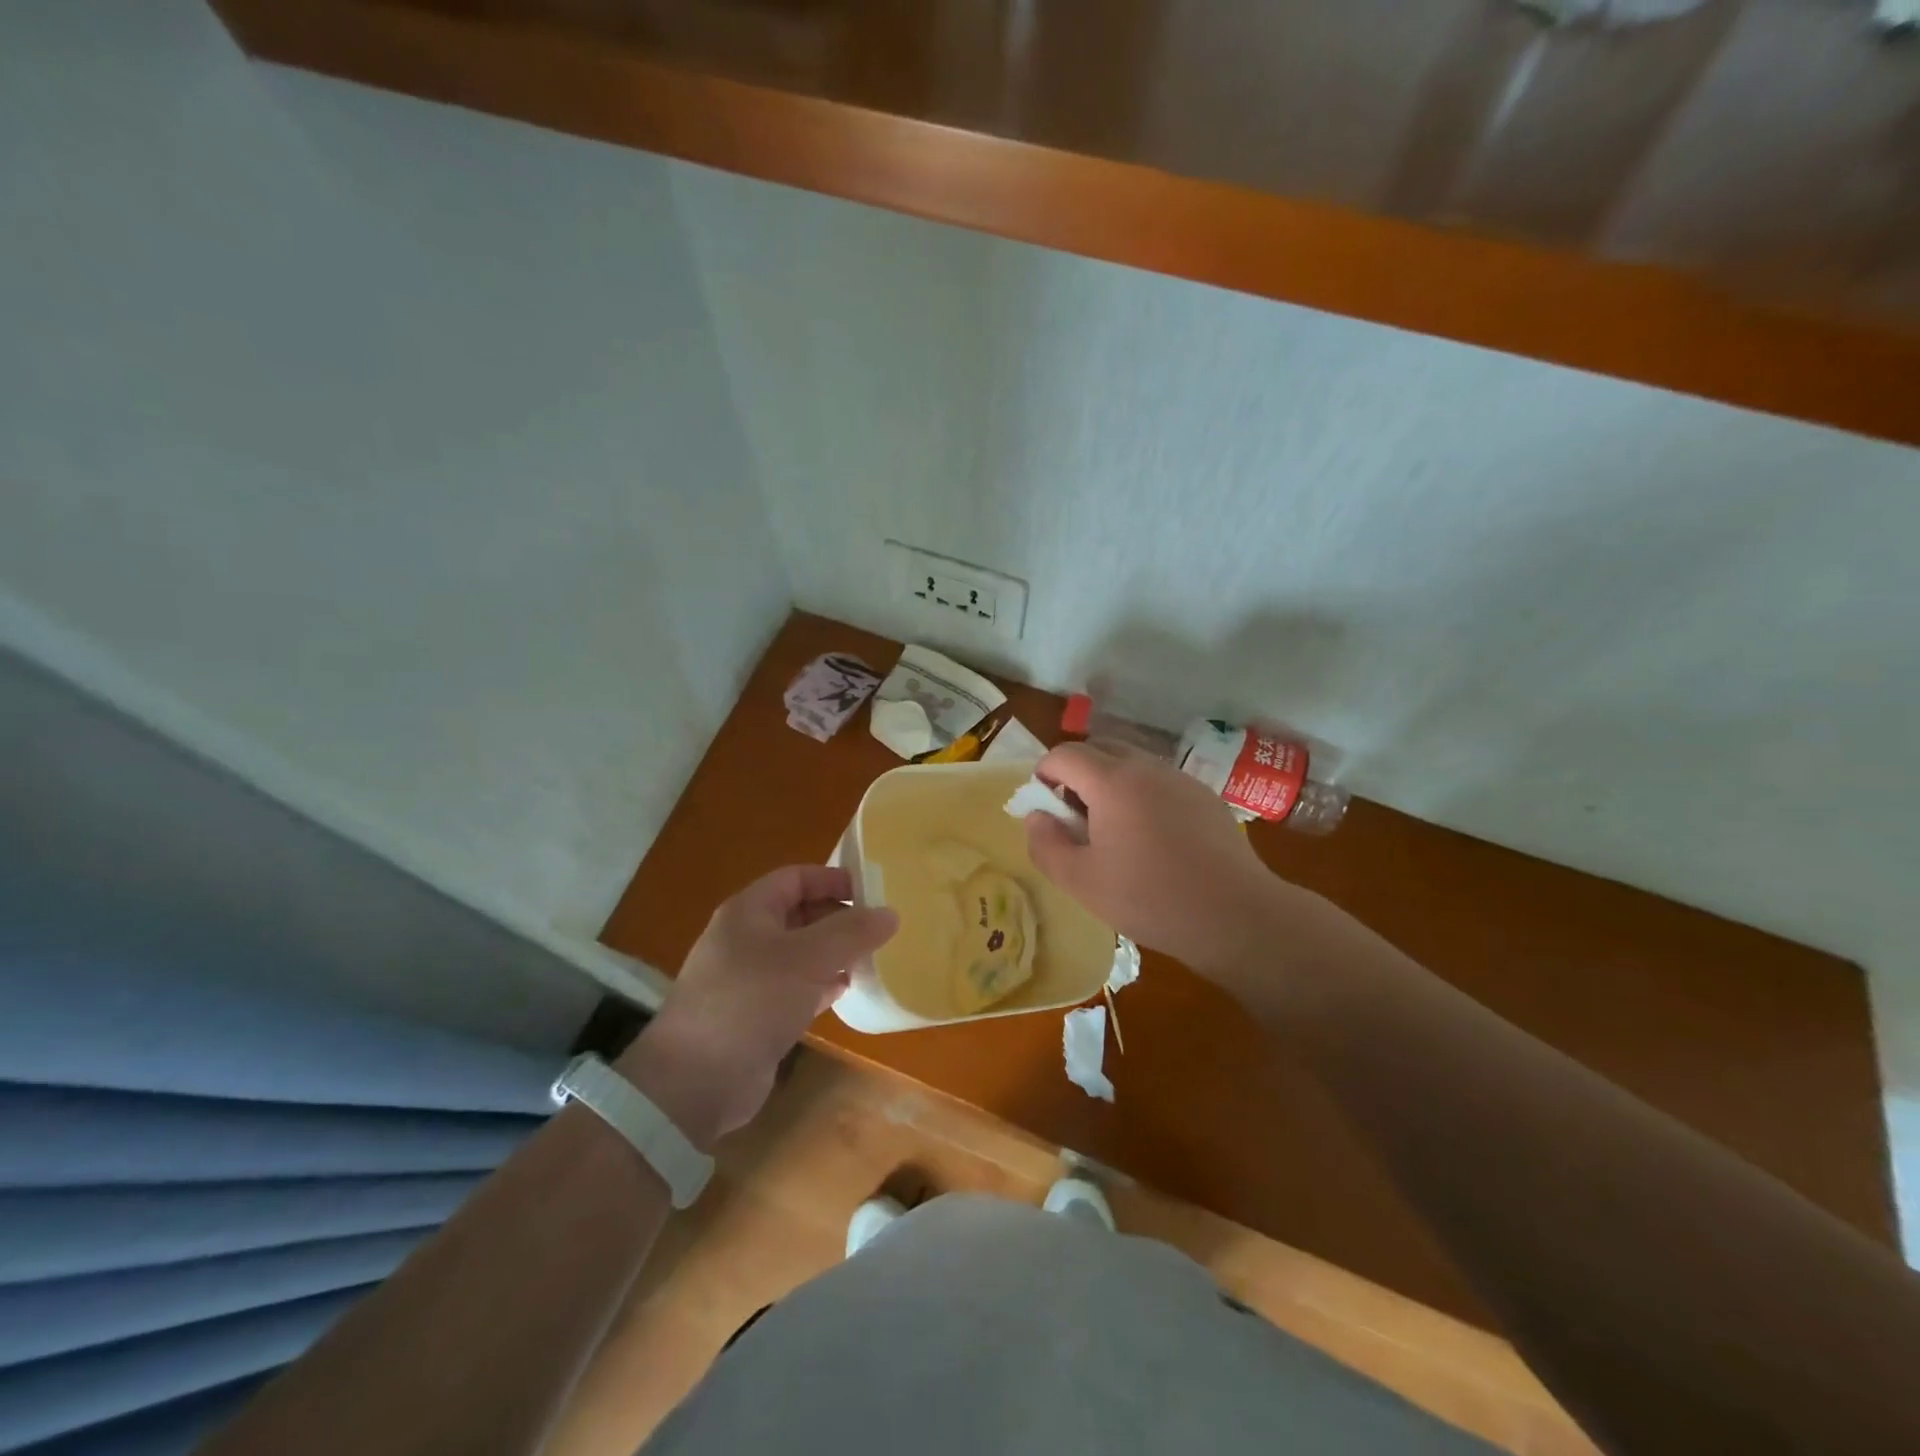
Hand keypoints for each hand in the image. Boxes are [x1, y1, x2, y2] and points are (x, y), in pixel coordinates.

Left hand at [616, 866, 896, 1147]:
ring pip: (801, 953)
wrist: (696, 1082)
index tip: (873, 892)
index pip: (796, 878)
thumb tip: (890, 913)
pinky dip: (822, 984)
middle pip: (800, 914)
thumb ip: (851, 933)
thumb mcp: (807, 959)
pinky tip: (848, 990)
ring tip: (873, 957)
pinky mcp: (756, 1014)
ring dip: (834, 953)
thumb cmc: (751, 1001)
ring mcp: (749, 978)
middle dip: (839, 918)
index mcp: (749, 912)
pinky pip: (796, 987)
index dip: (833, 879)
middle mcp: (747, 938)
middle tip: (880, 928)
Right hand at [1024, 741, 1285, 973]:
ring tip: (1112, 830)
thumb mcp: (1081, 882)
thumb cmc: (1150, 898)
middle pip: (1098, 748)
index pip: (1064, 754)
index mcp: (1112, 781)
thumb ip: (1046, 844)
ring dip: (1109, 783)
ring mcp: (1180, 778)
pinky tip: (1152, 838)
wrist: (1235, 915)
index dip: (1043, 775)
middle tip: (1074, 817)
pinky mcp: (1204, 796)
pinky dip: (1141, 794)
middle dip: (1075, 774)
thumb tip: (1036, 817)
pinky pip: (1159, 781)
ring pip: (1131, 762)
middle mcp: (1146, 767)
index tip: (1043, 808)